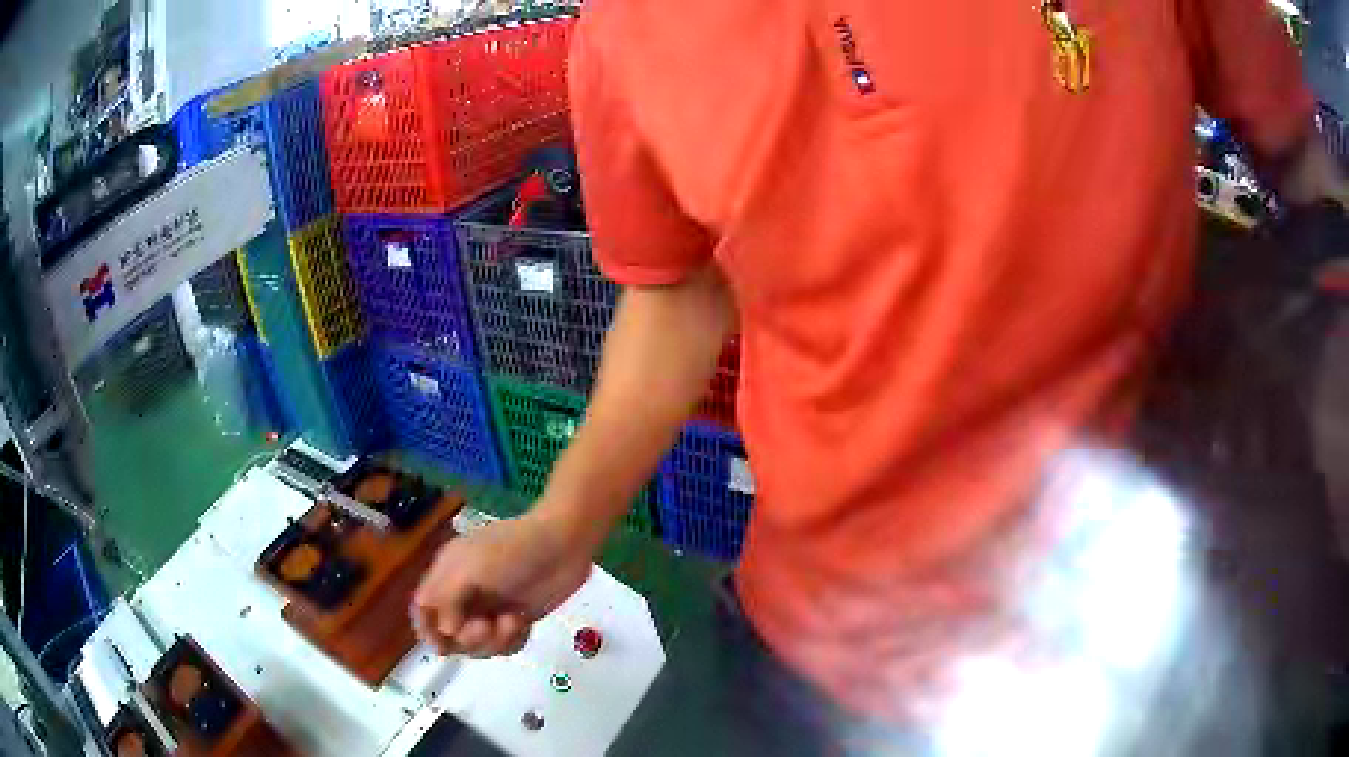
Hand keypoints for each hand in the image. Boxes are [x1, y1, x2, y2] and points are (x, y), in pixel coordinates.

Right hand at [411, 510, 592, 657]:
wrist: (565, 545)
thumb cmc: (512, 552)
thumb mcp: (469, 569)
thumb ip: (446, 600)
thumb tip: (445, 630)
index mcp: (447, 574)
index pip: (423, 608)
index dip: (427, 629)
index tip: (443, 644)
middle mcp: (464, 593)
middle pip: (449, 634)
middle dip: (466, 639)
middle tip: (485, 626)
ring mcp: (490, 608)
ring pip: (476, 644)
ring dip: (492, 641)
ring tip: (511, 622)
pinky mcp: (515, 619)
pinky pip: (502, 645)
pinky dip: (510, 642)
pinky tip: (521, 623)